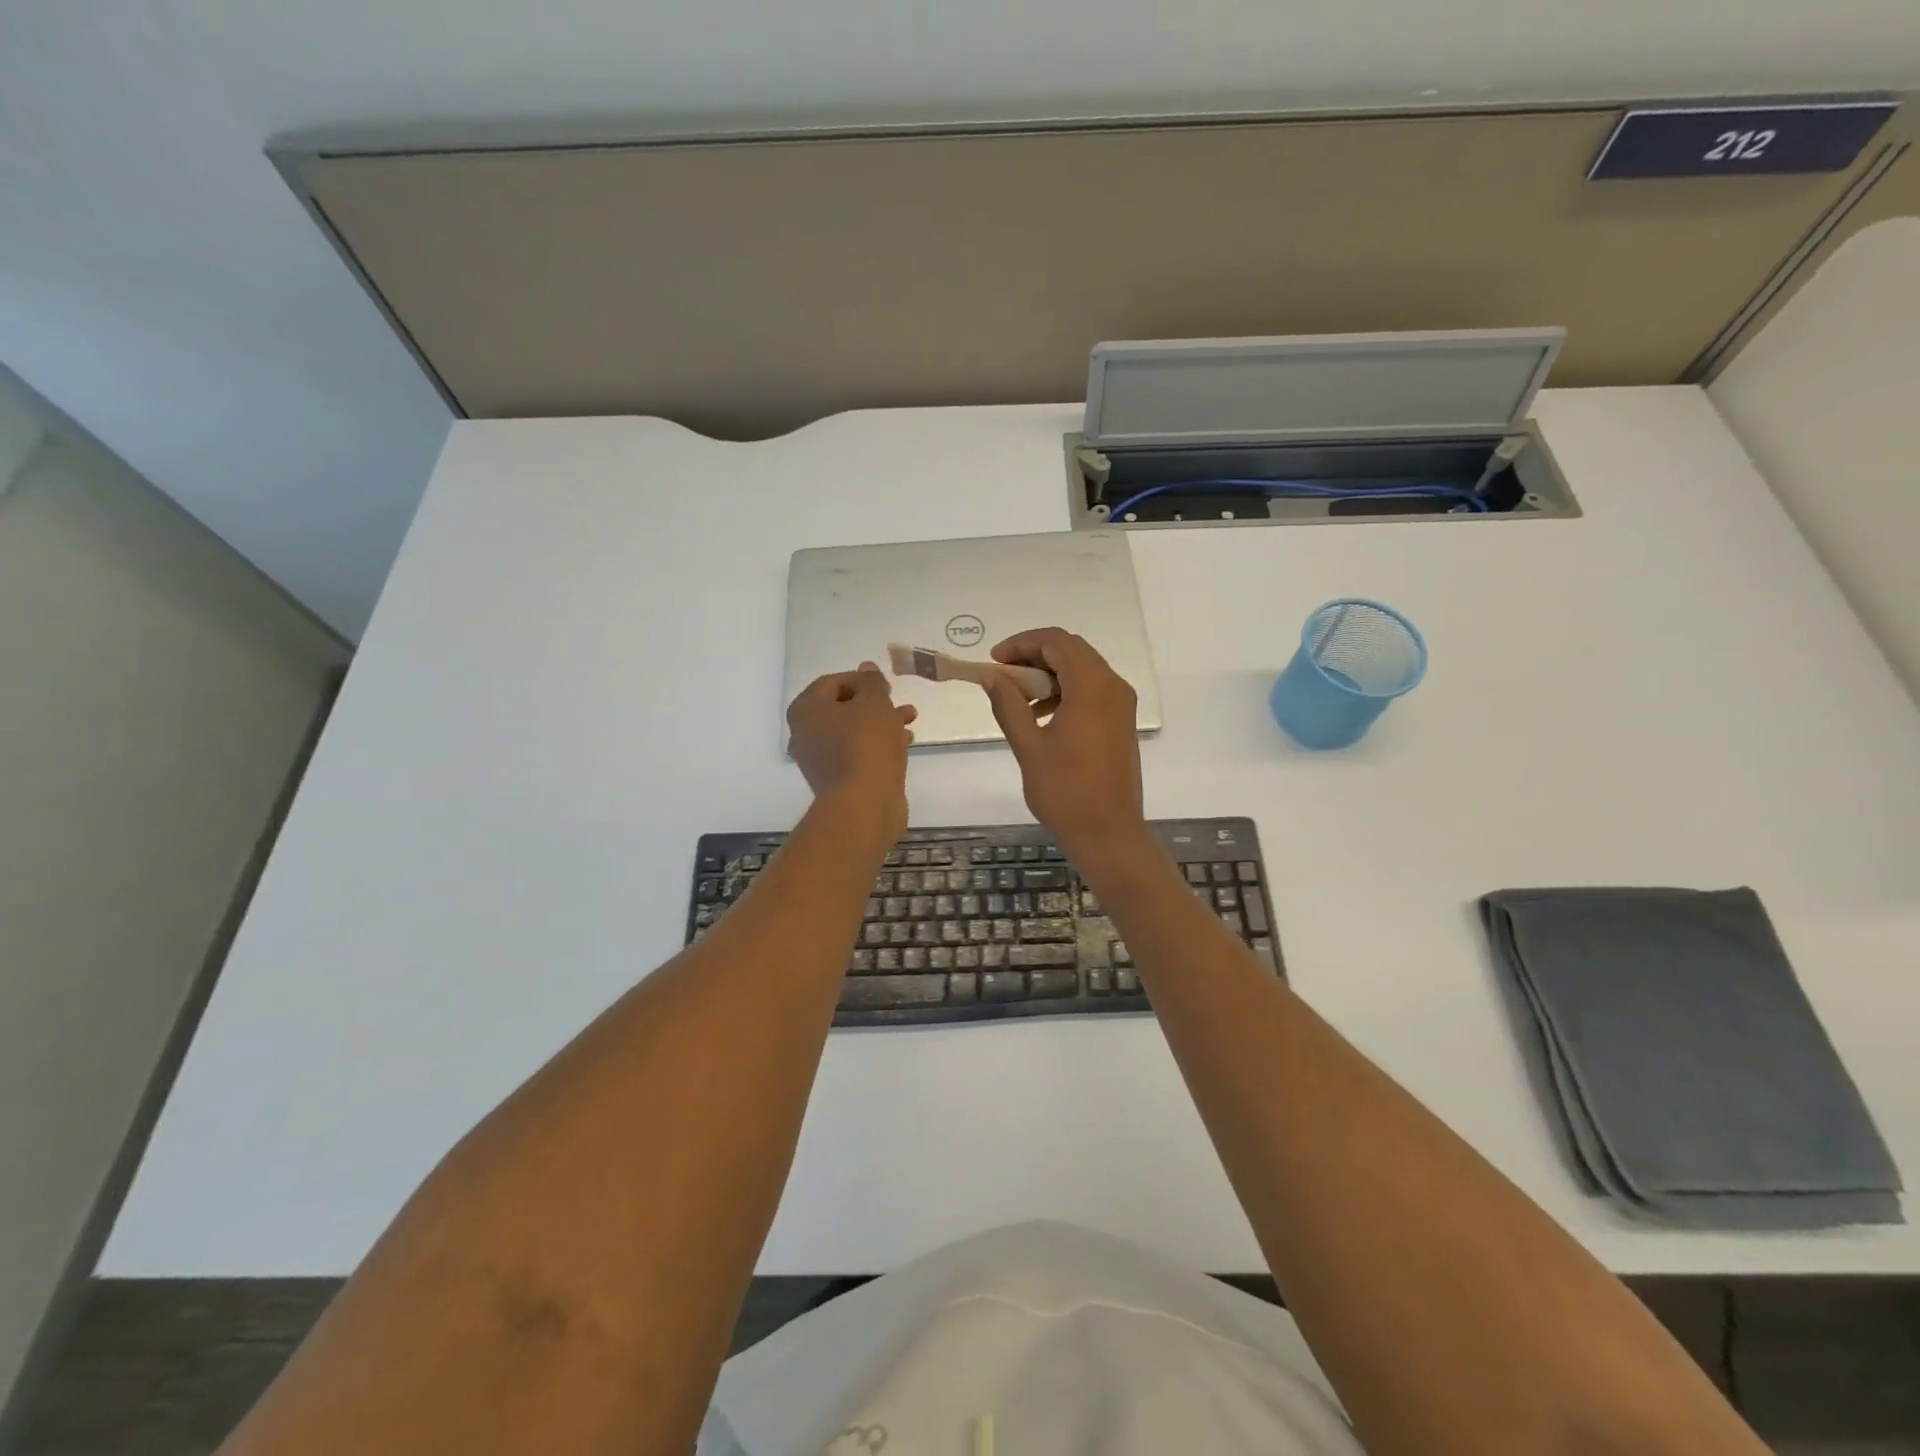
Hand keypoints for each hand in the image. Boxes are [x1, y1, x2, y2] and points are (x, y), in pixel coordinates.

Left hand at [786, 662, 915, 842]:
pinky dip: (877, 745)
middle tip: (900, 704)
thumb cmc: (867, 745)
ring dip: (881, 723)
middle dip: (875, 703)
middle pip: (842, 707)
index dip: (862, 680)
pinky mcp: (836, 779)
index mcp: (806, 709)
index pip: (833, 682)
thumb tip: (866, 669)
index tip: (887, 687)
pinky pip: (856, 752)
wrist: (864, 804)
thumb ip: (872, 682)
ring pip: (852, 731)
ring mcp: (818, 759)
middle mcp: (805, 733)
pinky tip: (904, 744)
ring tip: (909, 722)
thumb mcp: (875, 703)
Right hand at [981, 628, 1146, 860]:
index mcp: (1092, 687)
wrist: (1108, 832)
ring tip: (1018, 698)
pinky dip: (1065, 691)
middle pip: (1072, 650)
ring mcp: (1121, 704)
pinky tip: (1041, 716)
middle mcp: (1113, 686)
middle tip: (1003, 675)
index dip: (1022, 643)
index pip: (1056, 642)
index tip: (994, 660)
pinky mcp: (1121, 721)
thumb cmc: (1065, 791)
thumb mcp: (1028, 746)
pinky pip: (1092, 690)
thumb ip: (1008, 704)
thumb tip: (992, 676)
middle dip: (1034, 655)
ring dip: (1049, 674)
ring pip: (1082, 669)